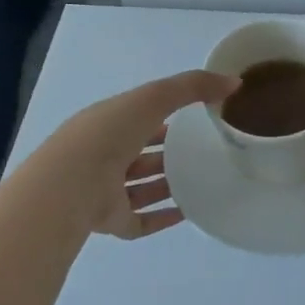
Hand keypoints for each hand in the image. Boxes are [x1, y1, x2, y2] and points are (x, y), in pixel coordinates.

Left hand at [39, 70, 238, 238]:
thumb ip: (193, 86)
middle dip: (167, 153)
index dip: (163, 115)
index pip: (139, 117)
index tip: (195, 117)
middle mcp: (104, 156)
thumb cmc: (109, 134)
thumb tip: (234, 83)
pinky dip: (163, 217)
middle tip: (204, 152)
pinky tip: (189, 213)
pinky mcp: (111, 221)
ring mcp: (106, 191)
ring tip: (203, 182)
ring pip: (142, 187)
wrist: (70, 186)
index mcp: (108, 123)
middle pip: (141, 154)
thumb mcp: (154, 97)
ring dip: (168, 185)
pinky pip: (141, 221)